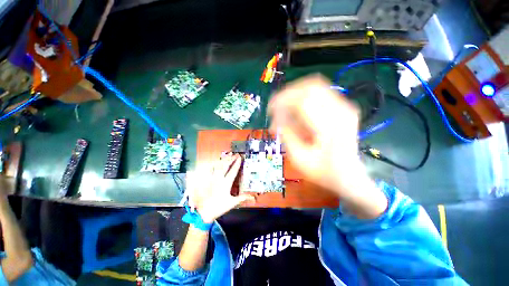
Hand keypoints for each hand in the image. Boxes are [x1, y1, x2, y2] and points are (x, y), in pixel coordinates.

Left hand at [185, 153, 255, 223]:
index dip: (237, 164)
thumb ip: (242, 198)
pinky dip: (215, 164)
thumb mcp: (232, 203)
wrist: (204, 212)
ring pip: (219, 166)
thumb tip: (253, 197)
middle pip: (226, 166)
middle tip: (236, 154)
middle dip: (231, 159)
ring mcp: (212, 179)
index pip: (233, 171)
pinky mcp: (208, 180)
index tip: (240, 157)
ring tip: (228, 154)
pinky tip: (216, 162)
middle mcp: (219, 179)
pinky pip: (211, 170)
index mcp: (226, 183)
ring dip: (224, 159)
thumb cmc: (219, 207)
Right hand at [269, 75, 386, 217]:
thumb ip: (286, 135)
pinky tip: (297, 111)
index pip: (303, 100)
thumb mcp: (298, 158)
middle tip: (276, 109)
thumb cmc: (323, 171)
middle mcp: (341, 110)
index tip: (270, 110)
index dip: (282, 101)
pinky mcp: (343, 106)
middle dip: (287, 95)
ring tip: (285, 110)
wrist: (348, 176)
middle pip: (309, 87)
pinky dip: (303, 98)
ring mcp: (345, 106)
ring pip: (314, 86)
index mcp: (330, 126)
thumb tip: (277, 119)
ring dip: (295, 95)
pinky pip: (319, 92)